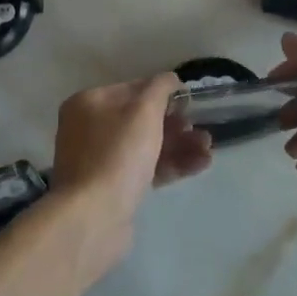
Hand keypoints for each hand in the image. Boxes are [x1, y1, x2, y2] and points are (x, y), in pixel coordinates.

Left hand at [49, 71, 213, 226]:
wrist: (94, 216)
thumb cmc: (118, 154)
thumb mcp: (144, 111)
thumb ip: (160, 88)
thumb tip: (170, 79)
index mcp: (89, 103)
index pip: (132, 89)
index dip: (163, 93)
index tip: (190, 102)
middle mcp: (89, 129)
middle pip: (140, 119)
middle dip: (176, 123)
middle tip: (202, 130)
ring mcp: (99, 161)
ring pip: (146, 146)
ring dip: (179, 145)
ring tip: (208, 149)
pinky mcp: (112, 189)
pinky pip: (145, 169)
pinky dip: (171, 165)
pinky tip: (200, 164)